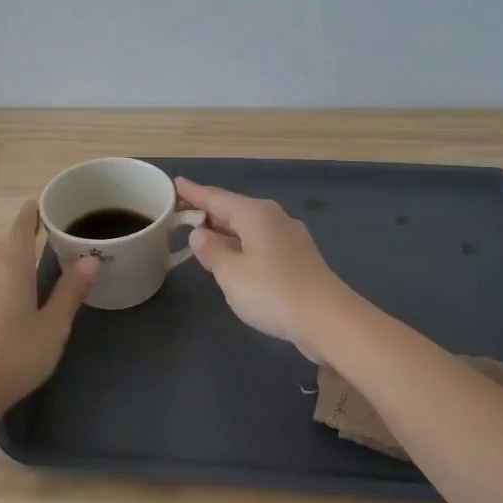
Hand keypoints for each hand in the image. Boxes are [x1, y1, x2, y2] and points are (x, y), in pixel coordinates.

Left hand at [0, 200, 97, 409]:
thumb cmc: (16, 353)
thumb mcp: (54, 324)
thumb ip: (71, 291)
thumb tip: (91, 259)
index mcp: (12, 267)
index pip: (21, 228)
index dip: (31, 214)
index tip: (41, 204)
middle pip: (10, 246)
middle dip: (29, 238)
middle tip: (55, 237)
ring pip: (0, 267)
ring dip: (19, 263)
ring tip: (42, 267)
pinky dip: (9, 281)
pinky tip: (20, 299)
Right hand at [175, 177, 353, 358]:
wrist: (327, 320)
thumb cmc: (272, 292)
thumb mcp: (230, 273)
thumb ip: (211, 250)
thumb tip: (201, 234)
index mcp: (255, 214)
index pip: (216, 197)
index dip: (193, 192)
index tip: (175, 183)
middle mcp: (274, 217)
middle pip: (233, 209)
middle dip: (208, 211)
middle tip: (181, 212)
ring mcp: (289, 237)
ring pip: (248, 226)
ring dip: (225, 229)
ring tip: (202, 234)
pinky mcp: (298, 258)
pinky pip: (260, 241)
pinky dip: (241, 243)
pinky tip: (234, 256)